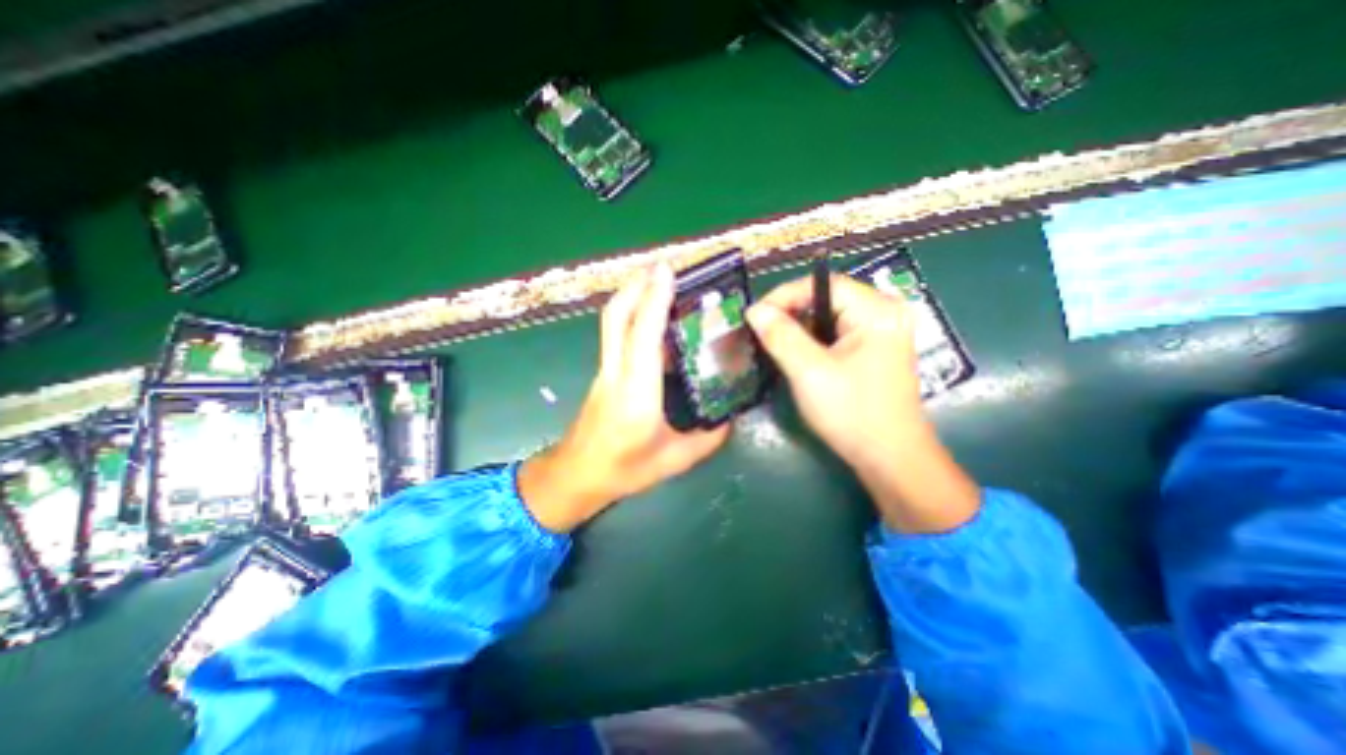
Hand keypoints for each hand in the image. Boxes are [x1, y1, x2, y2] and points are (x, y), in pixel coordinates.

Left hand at [516, 263, 731, 530]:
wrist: (577, 476)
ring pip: (612, 322)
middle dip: (636, 285)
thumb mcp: (675, 460)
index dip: (654, 299)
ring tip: (657, 281)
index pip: (643, 336)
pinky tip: (652, 317)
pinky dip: (631, 315)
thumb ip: (708, 438)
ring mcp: (605, 371)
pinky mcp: (603, 373)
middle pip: (616, 316)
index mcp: (637, 394)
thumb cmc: (624, 471)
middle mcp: (616, 373)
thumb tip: (730, 416)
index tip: (667, 271)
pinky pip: (616, 335)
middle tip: (662, 267)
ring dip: (631, 295)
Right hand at [746, 275, 980, 533]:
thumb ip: (781, 336)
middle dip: (790, 311)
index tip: (755, 315)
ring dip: (798, 327)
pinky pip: (835, 332)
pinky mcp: (874, 349)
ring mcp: (882, 332)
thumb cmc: (852, 413)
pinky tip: (796, 354)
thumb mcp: (810, 372)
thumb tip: (754, 310)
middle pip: (826, 297)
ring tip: (772, 342)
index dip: (784, 294)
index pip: (823, 283)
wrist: (889, 459)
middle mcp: (884, 313)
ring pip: (828, 316)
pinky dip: (812, 340)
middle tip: (761, 330)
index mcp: (877, 311)